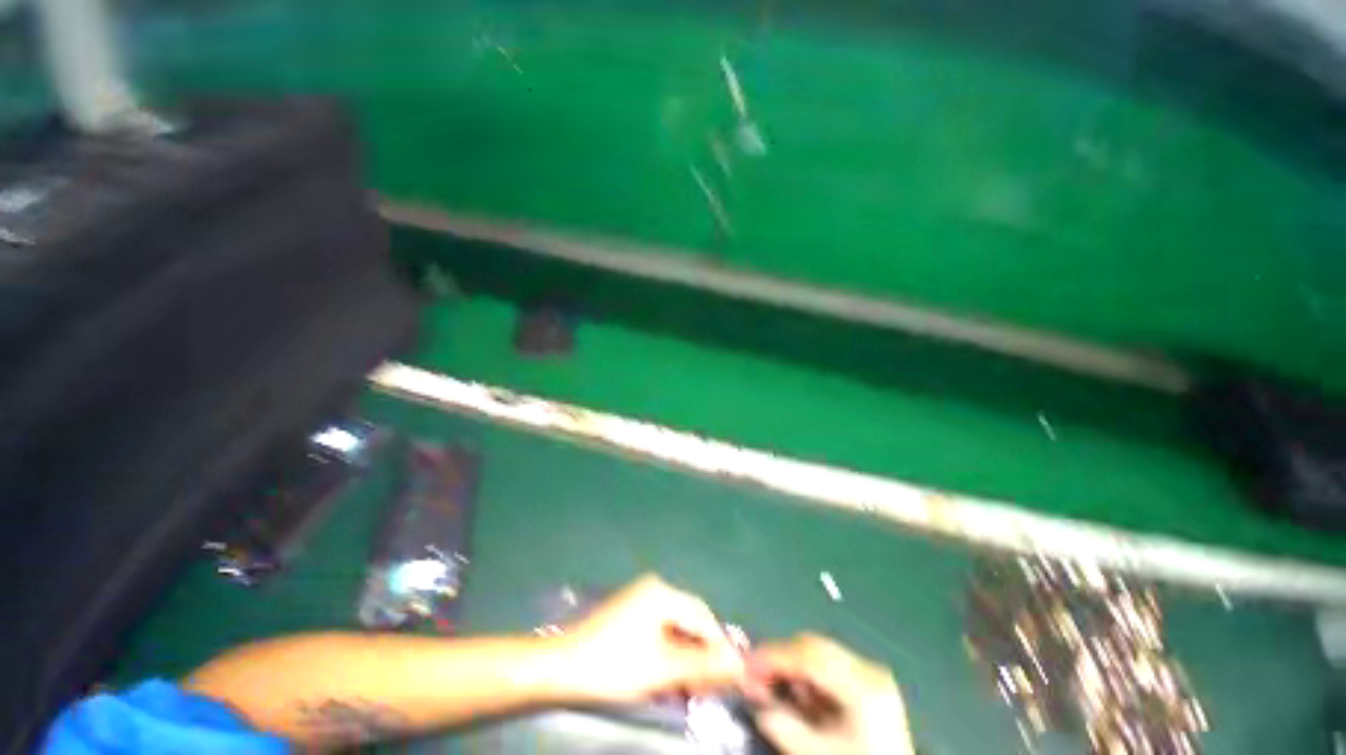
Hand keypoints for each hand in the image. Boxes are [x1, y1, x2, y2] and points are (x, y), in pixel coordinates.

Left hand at [559, 574, 743, 703]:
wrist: (560, 668)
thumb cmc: (613, 665)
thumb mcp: (661, 668)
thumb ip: (702, 664)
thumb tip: (738, 663)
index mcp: (662, 593)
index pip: (703, 616)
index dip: (718, 647)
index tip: (729, 678)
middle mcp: (654, 590)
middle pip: (689, 621)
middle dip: (700, 655)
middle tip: (706, 689)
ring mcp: (640, 601)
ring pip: (675, 630)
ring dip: (685, 659)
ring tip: (688, 689)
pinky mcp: (630, 616)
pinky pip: (660, 632)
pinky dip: (668, 655)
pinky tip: (669, 679)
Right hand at [742, 634, 912, 754]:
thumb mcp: (817, 753)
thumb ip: (783, 725)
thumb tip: (754, 697)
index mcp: (862, 686)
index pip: (808, 655)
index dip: (773, 657)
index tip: (747, 666)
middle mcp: (869, 672)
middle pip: (813, 646)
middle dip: (780, 657)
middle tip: (754, 673)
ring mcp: (871, 676)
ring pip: (819, 652)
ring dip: (791, 665)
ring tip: (771, 683)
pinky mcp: (869, 685)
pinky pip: (829, 666)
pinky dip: (807, 675)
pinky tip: (796, 693)